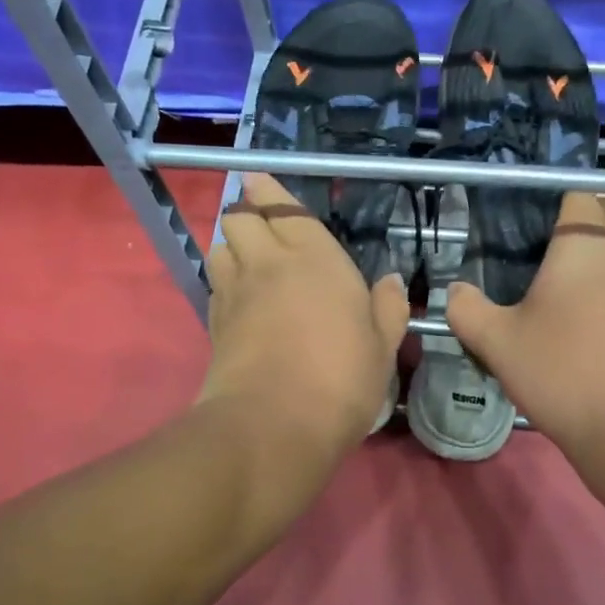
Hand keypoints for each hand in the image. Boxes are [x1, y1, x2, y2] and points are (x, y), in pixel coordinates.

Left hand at [199, 172, 409, 458]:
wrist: (274, 424)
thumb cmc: (341, 378)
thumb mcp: (383, 345)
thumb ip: (388, 307)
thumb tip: (390, 281)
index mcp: (314, 257)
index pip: (281, 207)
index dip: (267, 191)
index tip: (259, 180)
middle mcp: (267, 263)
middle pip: (238, 218)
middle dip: (245, 213)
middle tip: (261, 225)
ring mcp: (235, 293)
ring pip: (219, 248)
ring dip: (231, 245)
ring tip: (248, 258)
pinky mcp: (214, 325)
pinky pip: (215, 285)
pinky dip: (223, 280)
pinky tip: (240, 297)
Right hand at [447, 189, 604, 461]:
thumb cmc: (562, 372)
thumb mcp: (497, 344)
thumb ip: (467, 310)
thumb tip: (454, 291)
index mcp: (582, 243)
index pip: (579, 197)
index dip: (561, 209)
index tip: (541, 236)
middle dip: (600, 217)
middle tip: (569, 251)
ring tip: (602, 270)